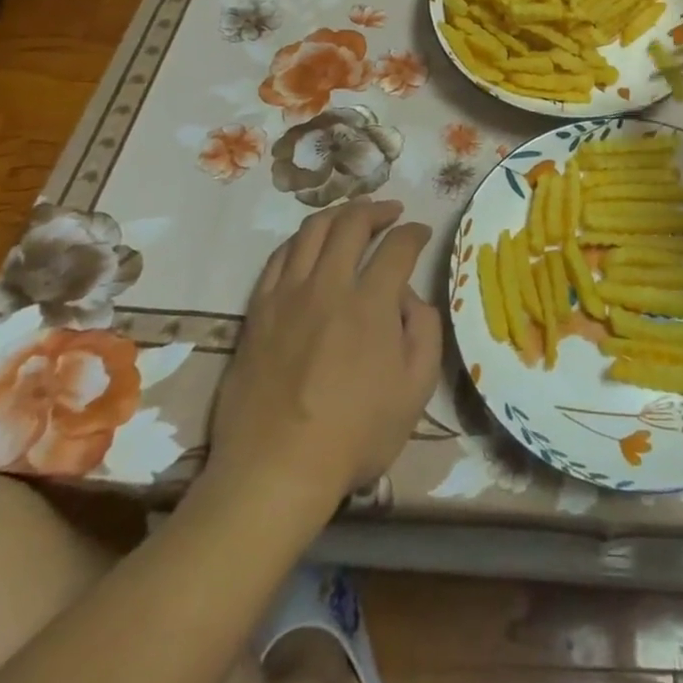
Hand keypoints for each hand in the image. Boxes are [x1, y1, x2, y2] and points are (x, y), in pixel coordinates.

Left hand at [207, 200, 439, 500]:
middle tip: (391, 212)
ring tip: (353, 217)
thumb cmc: (354, 435)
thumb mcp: (415, 391)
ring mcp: (287, 295)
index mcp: (370, 303)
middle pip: (352, 223)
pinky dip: (301, 240)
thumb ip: (424, 332)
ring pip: (312, 230)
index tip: (422, 232)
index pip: (398, 246)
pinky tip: (311, 245)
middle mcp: (328, 286)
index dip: (415, 232)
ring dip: (339, 214)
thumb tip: (410, 297)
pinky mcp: (258, 310)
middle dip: (377, 210)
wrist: (275, 472)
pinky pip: (279, 257)